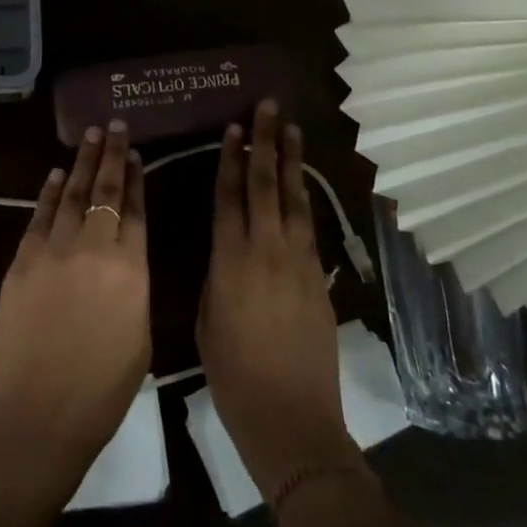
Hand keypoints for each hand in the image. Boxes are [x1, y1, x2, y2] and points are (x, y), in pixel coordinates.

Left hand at [0, 121, 150, 484]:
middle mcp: (93, 247)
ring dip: (81, 161)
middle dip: (110, 154)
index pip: (135, 209)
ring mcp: (53, 249)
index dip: (135, 178)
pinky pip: (39, 215)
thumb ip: (134, 286)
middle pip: (104, 189)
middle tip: (114, 124)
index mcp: (130, 268)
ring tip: (90, 135)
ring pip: (71, 193)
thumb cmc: (102, 389)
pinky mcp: (22, 260)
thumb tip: (125, 258)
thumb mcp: (139, 336)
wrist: (37, 413)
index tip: (134, 152)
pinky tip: (56, 174)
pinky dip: (48, 191)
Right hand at [196, 100, 356, 499]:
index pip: (229, 195)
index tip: (234, 128)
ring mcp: (297, 261)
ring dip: (291, 160)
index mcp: (229, 260)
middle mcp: (265, 250)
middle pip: (265, 184)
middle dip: (266, 143)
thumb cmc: (233, 375)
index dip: (230, 158)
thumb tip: (226, 250)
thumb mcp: (207, 319)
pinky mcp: (318, 277)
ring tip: (291, 128)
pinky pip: (309, 226)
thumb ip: (216, 275)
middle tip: (268, 108)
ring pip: (293, 198)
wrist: (291, 419)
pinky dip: (304, 197)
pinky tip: (302, 182)